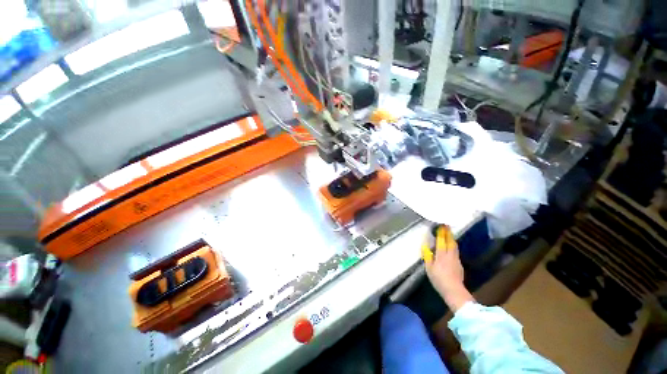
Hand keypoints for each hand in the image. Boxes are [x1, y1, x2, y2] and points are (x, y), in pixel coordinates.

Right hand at [424, 226, 474, 311]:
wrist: (454, 291)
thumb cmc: (438, 279)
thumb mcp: (429, 268)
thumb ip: (427, 256)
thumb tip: (425, 246)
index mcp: (441, 255)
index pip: (441, 241)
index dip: (441, 233)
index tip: (441, 226)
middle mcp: (450, 255)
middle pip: (450, 242)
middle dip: (448, 234)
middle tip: (447, 227)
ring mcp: (456, 260)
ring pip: (455, 247)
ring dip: (452, 239)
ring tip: (450, 235)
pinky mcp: (460, 265)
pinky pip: (456, 252)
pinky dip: (454, 247)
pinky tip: (452, 249)